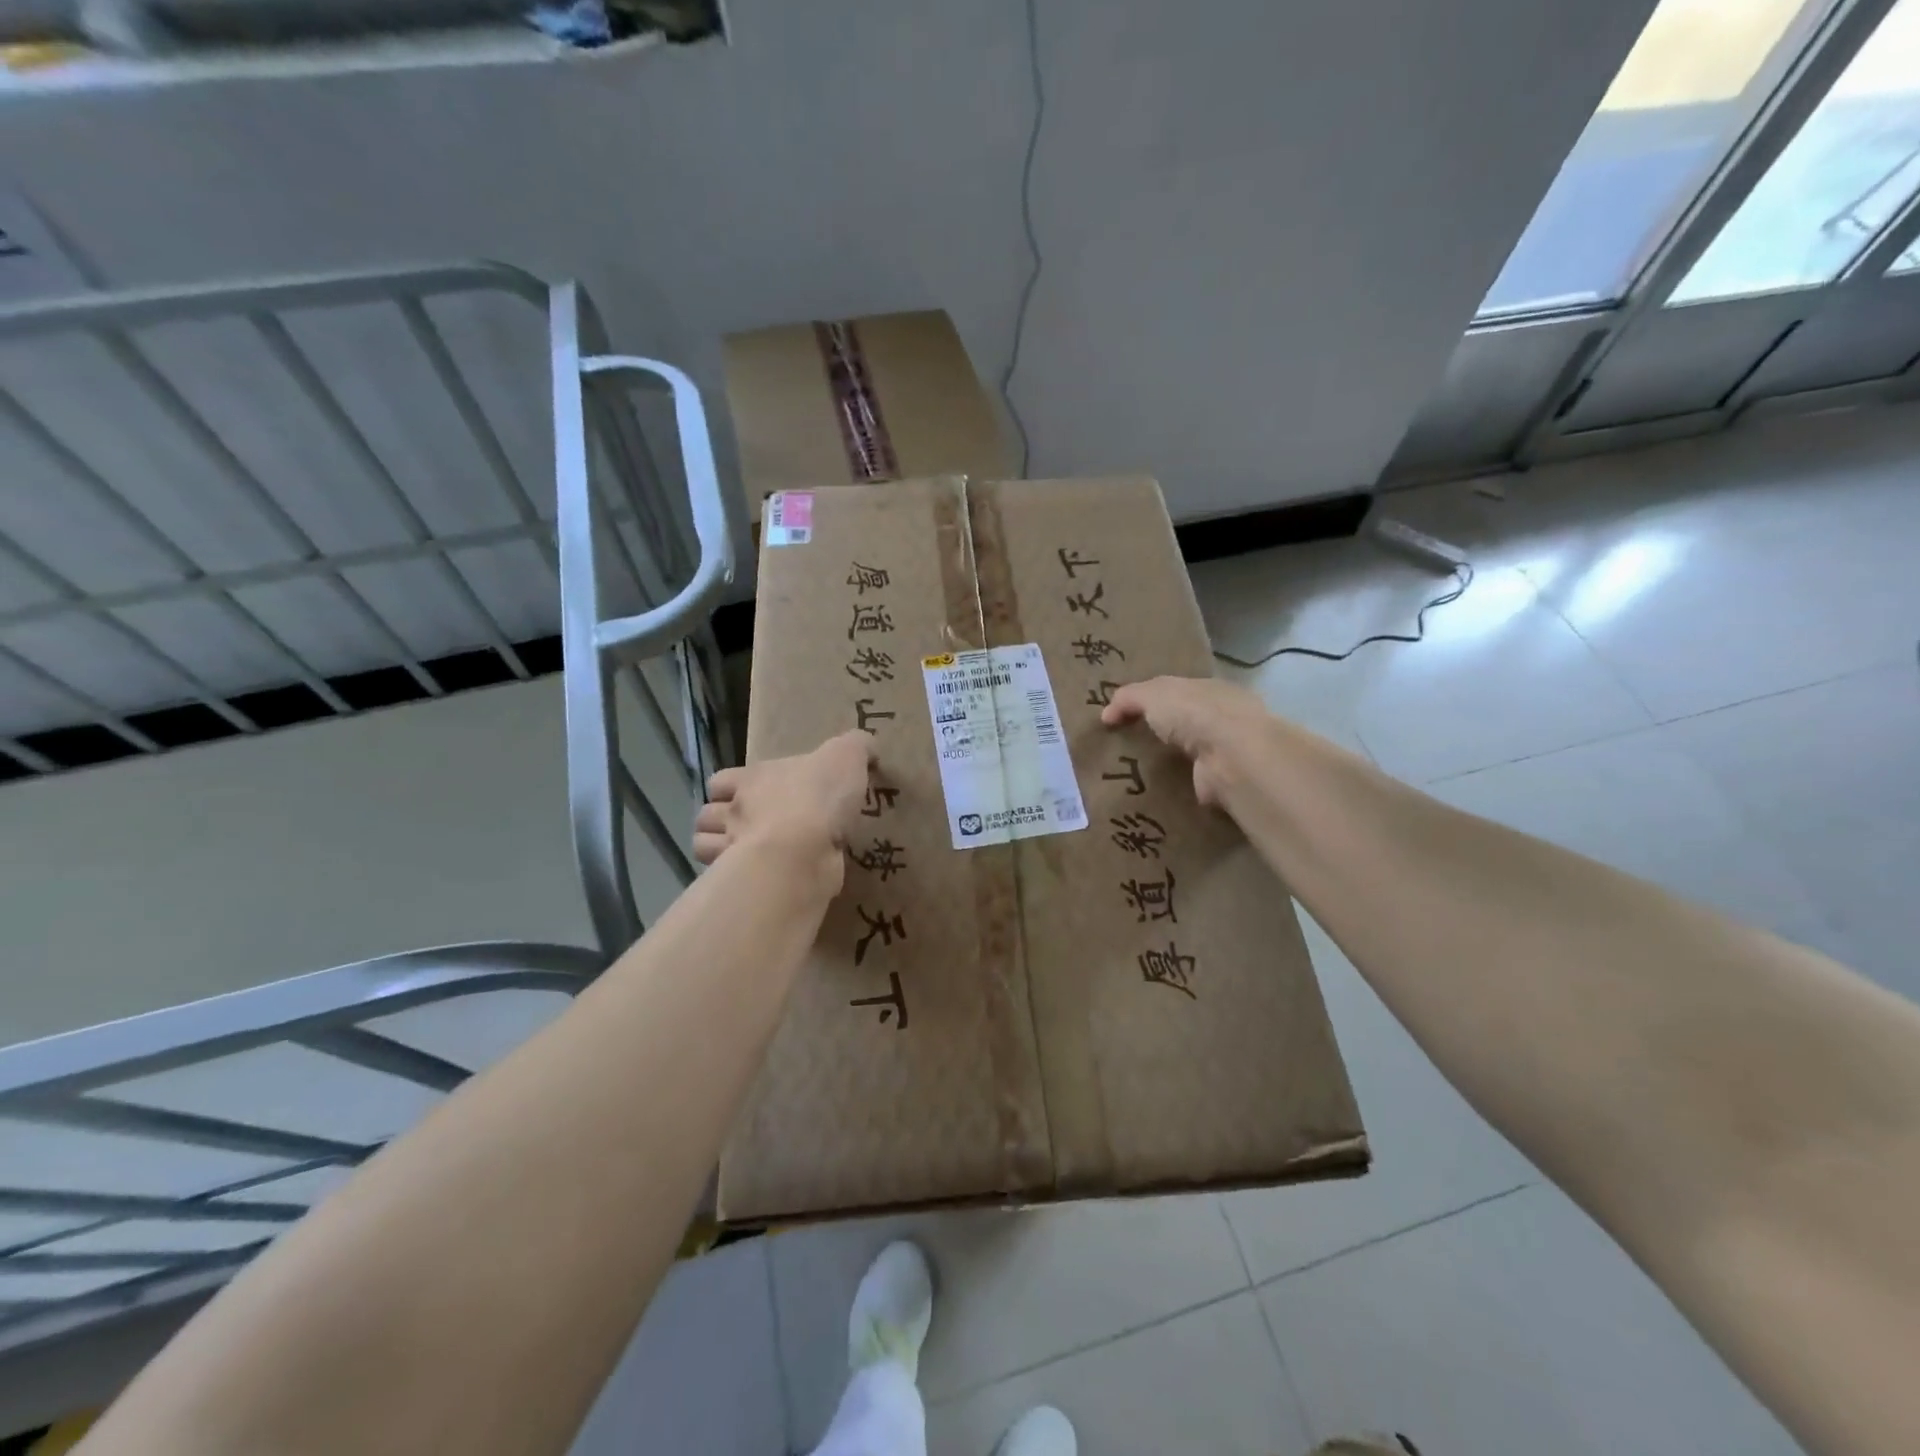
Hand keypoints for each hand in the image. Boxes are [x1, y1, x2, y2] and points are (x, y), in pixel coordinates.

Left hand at [692, 731, 875, 886]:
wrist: (803, 851)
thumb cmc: (819, 797)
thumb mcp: (847, 756)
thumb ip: (856, 746)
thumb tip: (866, 746)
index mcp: (753, 779)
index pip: (720, 780)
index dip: (729, 787)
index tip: (747, 794)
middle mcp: (735, 812)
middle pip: (707, 814)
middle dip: (720, 820)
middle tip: (748, 827)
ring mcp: (731, 850)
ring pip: (704, 847)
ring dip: (719, 850)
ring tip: (746, 854)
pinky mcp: (742, 883)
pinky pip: (726, 881)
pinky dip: (732, 879)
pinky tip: (756, 877)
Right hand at [1101, 676, 1274, 808]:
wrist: (1231, 755)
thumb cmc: (1194, 712)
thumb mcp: (1153, 694)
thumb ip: (1129, 698)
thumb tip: (1105, 714)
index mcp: (1209, 690)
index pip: (1179, 692)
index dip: (1153, 700)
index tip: (1126, 713)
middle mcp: (1221, 719)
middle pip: (1184, 723)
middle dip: (1160, 732)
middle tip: (1123, 744)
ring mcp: (1223, 753)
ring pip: (1187, 755)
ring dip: (1166, 763)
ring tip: (1129, 772)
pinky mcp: (1218, 784)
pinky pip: (1188, 784)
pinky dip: (1172, 789)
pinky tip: (1148, 793)